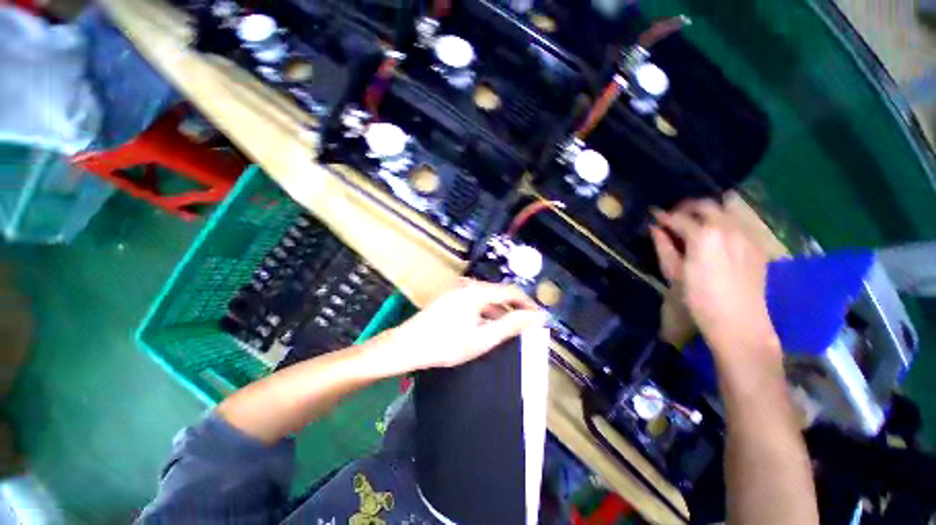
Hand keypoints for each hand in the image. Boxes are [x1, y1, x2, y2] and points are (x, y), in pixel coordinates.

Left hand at [377, 279, 546, 373]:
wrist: (407, 345)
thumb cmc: (446, 344)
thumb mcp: (483, 337)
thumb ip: (512, 325)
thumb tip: (538, 316)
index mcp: (478, 291)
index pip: (512, 292)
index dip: (528, 304)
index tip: (539, 319)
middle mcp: (469, 285)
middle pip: (500, 294)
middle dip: (514, 310)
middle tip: (525, 328)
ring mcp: (458, 290)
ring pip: (488, 298)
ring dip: (500, 312)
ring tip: (508, 331)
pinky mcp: (451, 297)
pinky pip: (476, 301)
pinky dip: (486, 313)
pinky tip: (487, 327)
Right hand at [650, 200, 779, 358]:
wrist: (738, 321)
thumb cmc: (698, 299)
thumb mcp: (674, 273)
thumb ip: (664, 247)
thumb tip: (655, 229)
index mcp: (704, 236)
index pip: (679, 217)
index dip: (664, 216)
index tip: (654, 216)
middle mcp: (728, 228)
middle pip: (706, 205)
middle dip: (687, 207)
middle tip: (674, 216)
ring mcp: (747, 234)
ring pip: (727, 208)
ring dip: (708, 211)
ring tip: (696, 221)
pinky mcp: (757, 244)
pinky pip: (741, 222)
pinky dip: (725, 221)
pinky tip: (717, 235)